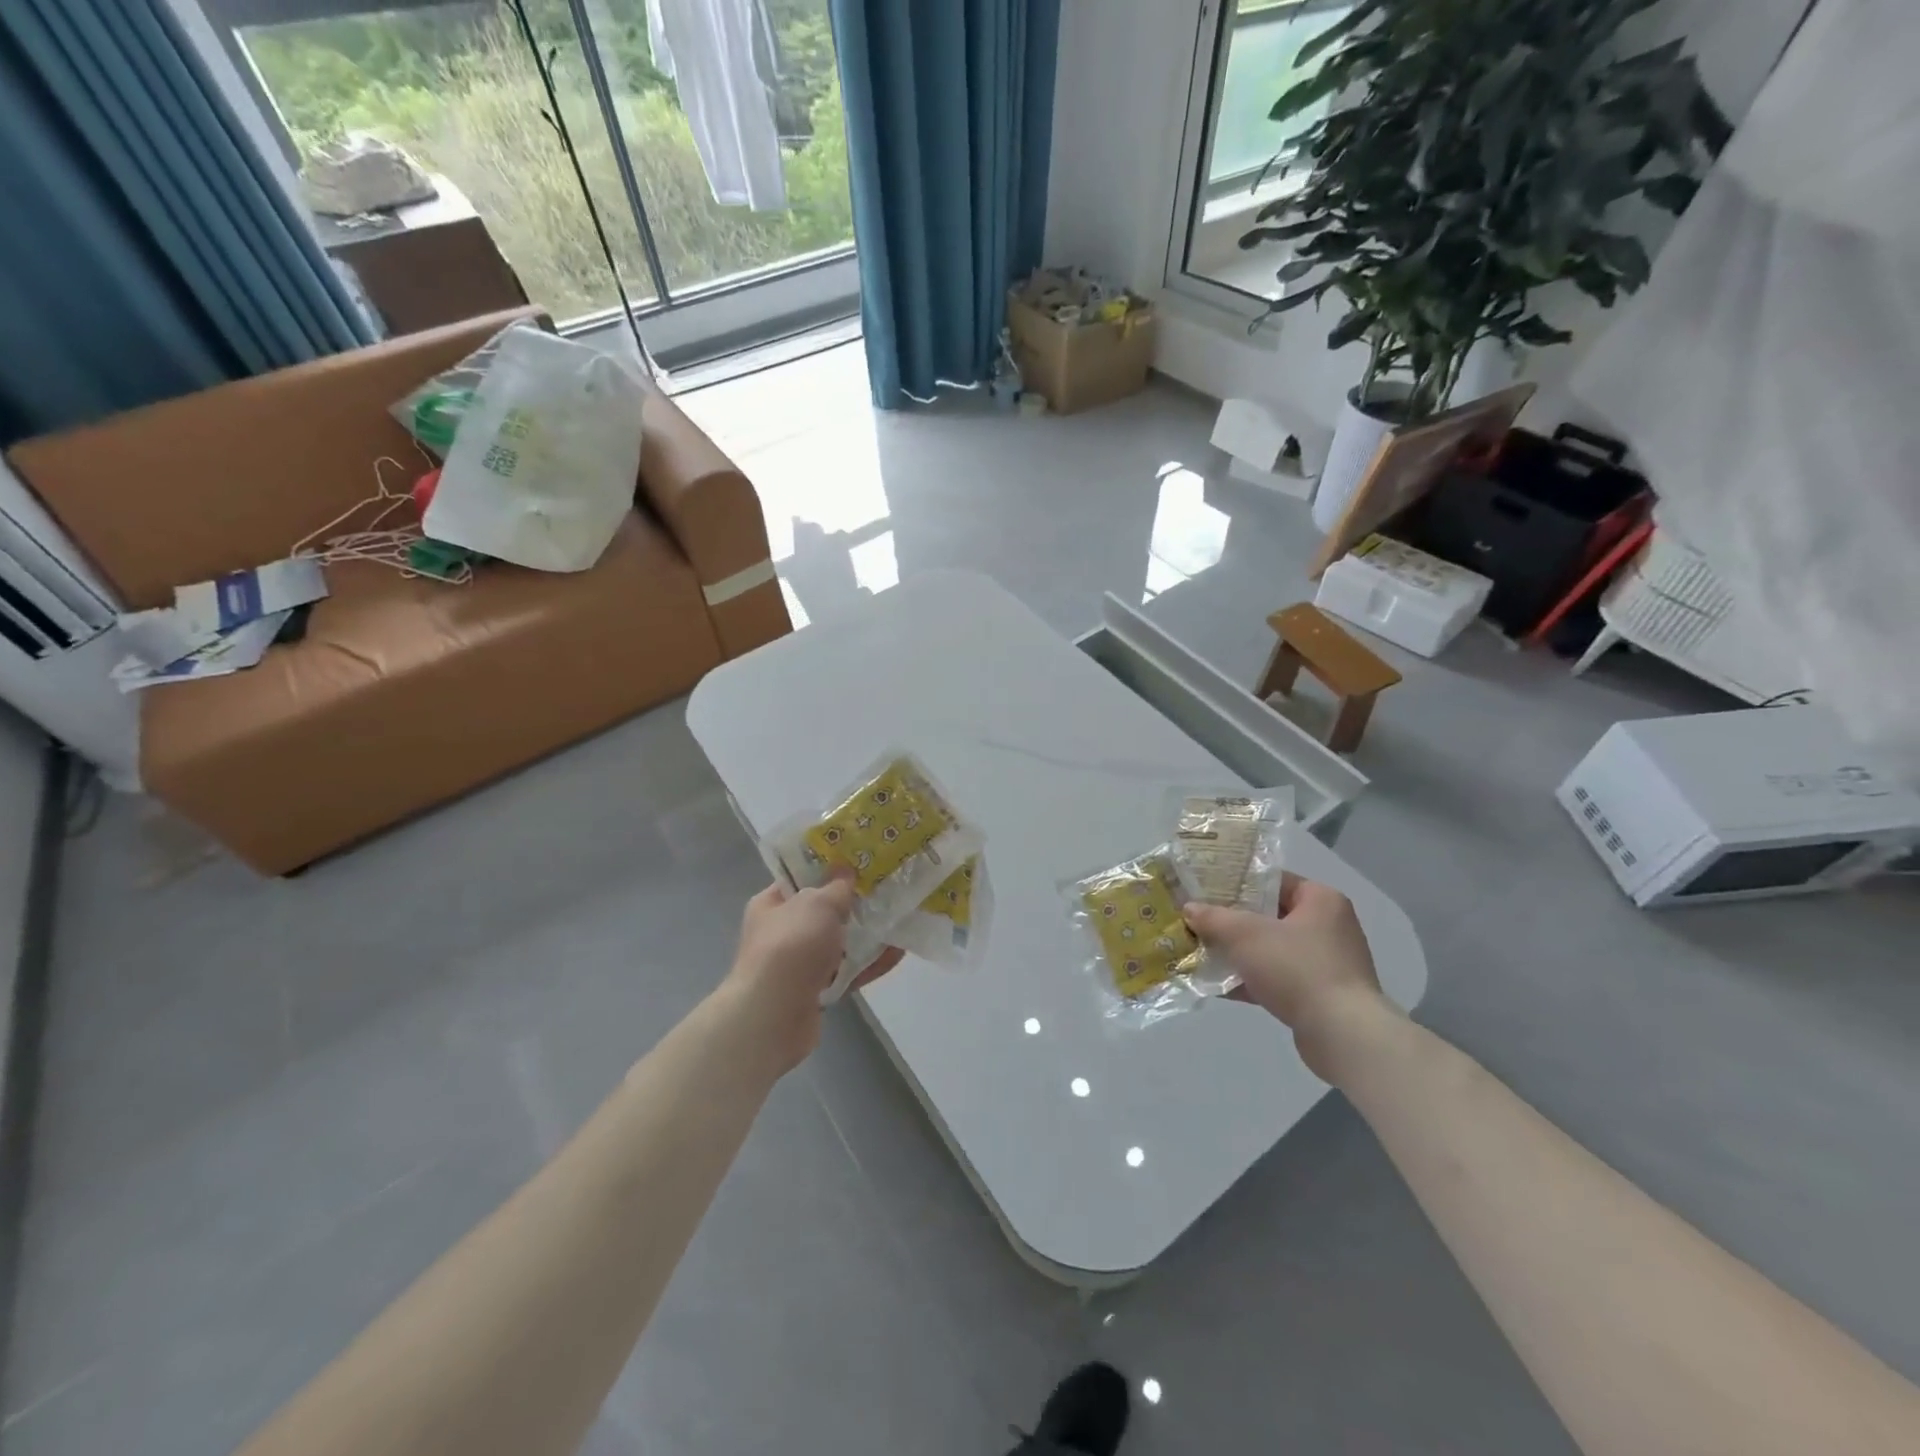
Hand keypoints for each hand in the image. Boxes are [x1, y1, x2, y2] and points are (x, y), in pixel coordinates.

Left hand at [719, 874, 903, 1075]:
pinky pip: (847, 972)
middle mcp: (782, 932)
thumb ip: (837, 886)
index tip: (860, 862)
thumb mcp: (817, 903)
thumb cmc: (791, 945)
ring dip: (867, 936)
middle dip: (854, 904)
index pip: (801, 879)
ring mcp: (798, 964)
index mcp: (772, 904)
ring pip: (839, 943)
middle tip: (888, 890)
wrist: (773, 1015)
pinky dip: (869, 964)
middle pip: (824, 912)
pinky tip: (897, 954)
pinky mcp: (815, 991)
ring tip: (900, 921)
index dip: (829, 869)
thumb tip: (844, 871)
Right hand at [1184, 877, 1396, 1081]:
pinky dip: (1251, 981)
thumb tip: (1189, 909)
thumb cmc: (1296, 968)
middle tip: (1198, 921)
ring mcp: (1327, 964)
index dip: (1236, 882)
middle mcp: (1328, 927)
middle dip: (1232, 922)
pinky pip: (1278, 979)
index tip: (1205, 889)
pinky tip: (1217, 987)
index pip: (1273, 881)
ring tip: (1201, 953)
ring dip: (1238, 953)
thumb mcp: (1244, 934)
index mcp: (1320, 900)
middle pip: (1270, 915)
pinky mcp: (1320, 996)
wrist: (1342, 1034)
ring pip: (1271, 950)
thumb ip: (1213, 918)